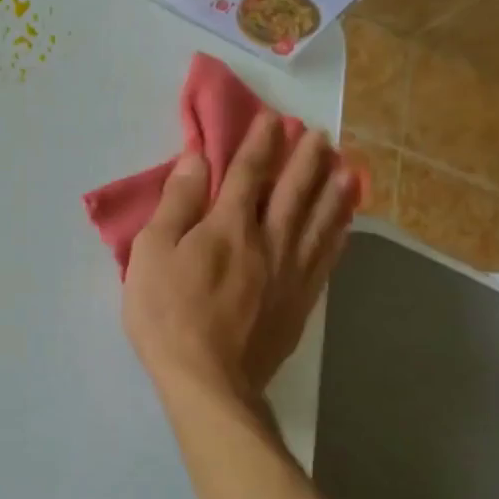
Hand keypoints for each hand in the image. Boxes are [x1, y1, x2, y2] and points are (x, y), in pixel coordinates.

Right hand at [122, 115, 359, 400]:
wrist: (208, 379)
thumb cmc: (167, 313)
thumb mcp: (152, 252)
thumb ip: (177, 203)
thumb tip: (197, 157)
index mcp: (229, 225)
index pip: (248, 173)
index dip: (260, 143)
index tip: (273, 118)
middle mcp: (269, 240)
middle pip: (293, 191)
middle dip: (305, 159)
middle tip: (318, 134)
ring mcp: (291, 272)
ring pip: (319, 221)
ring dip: (332, 190)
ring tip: (346, 167)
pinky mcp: (301, 302)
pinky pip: (327, 258)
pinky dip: (338, 234)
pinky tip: (344, 224)